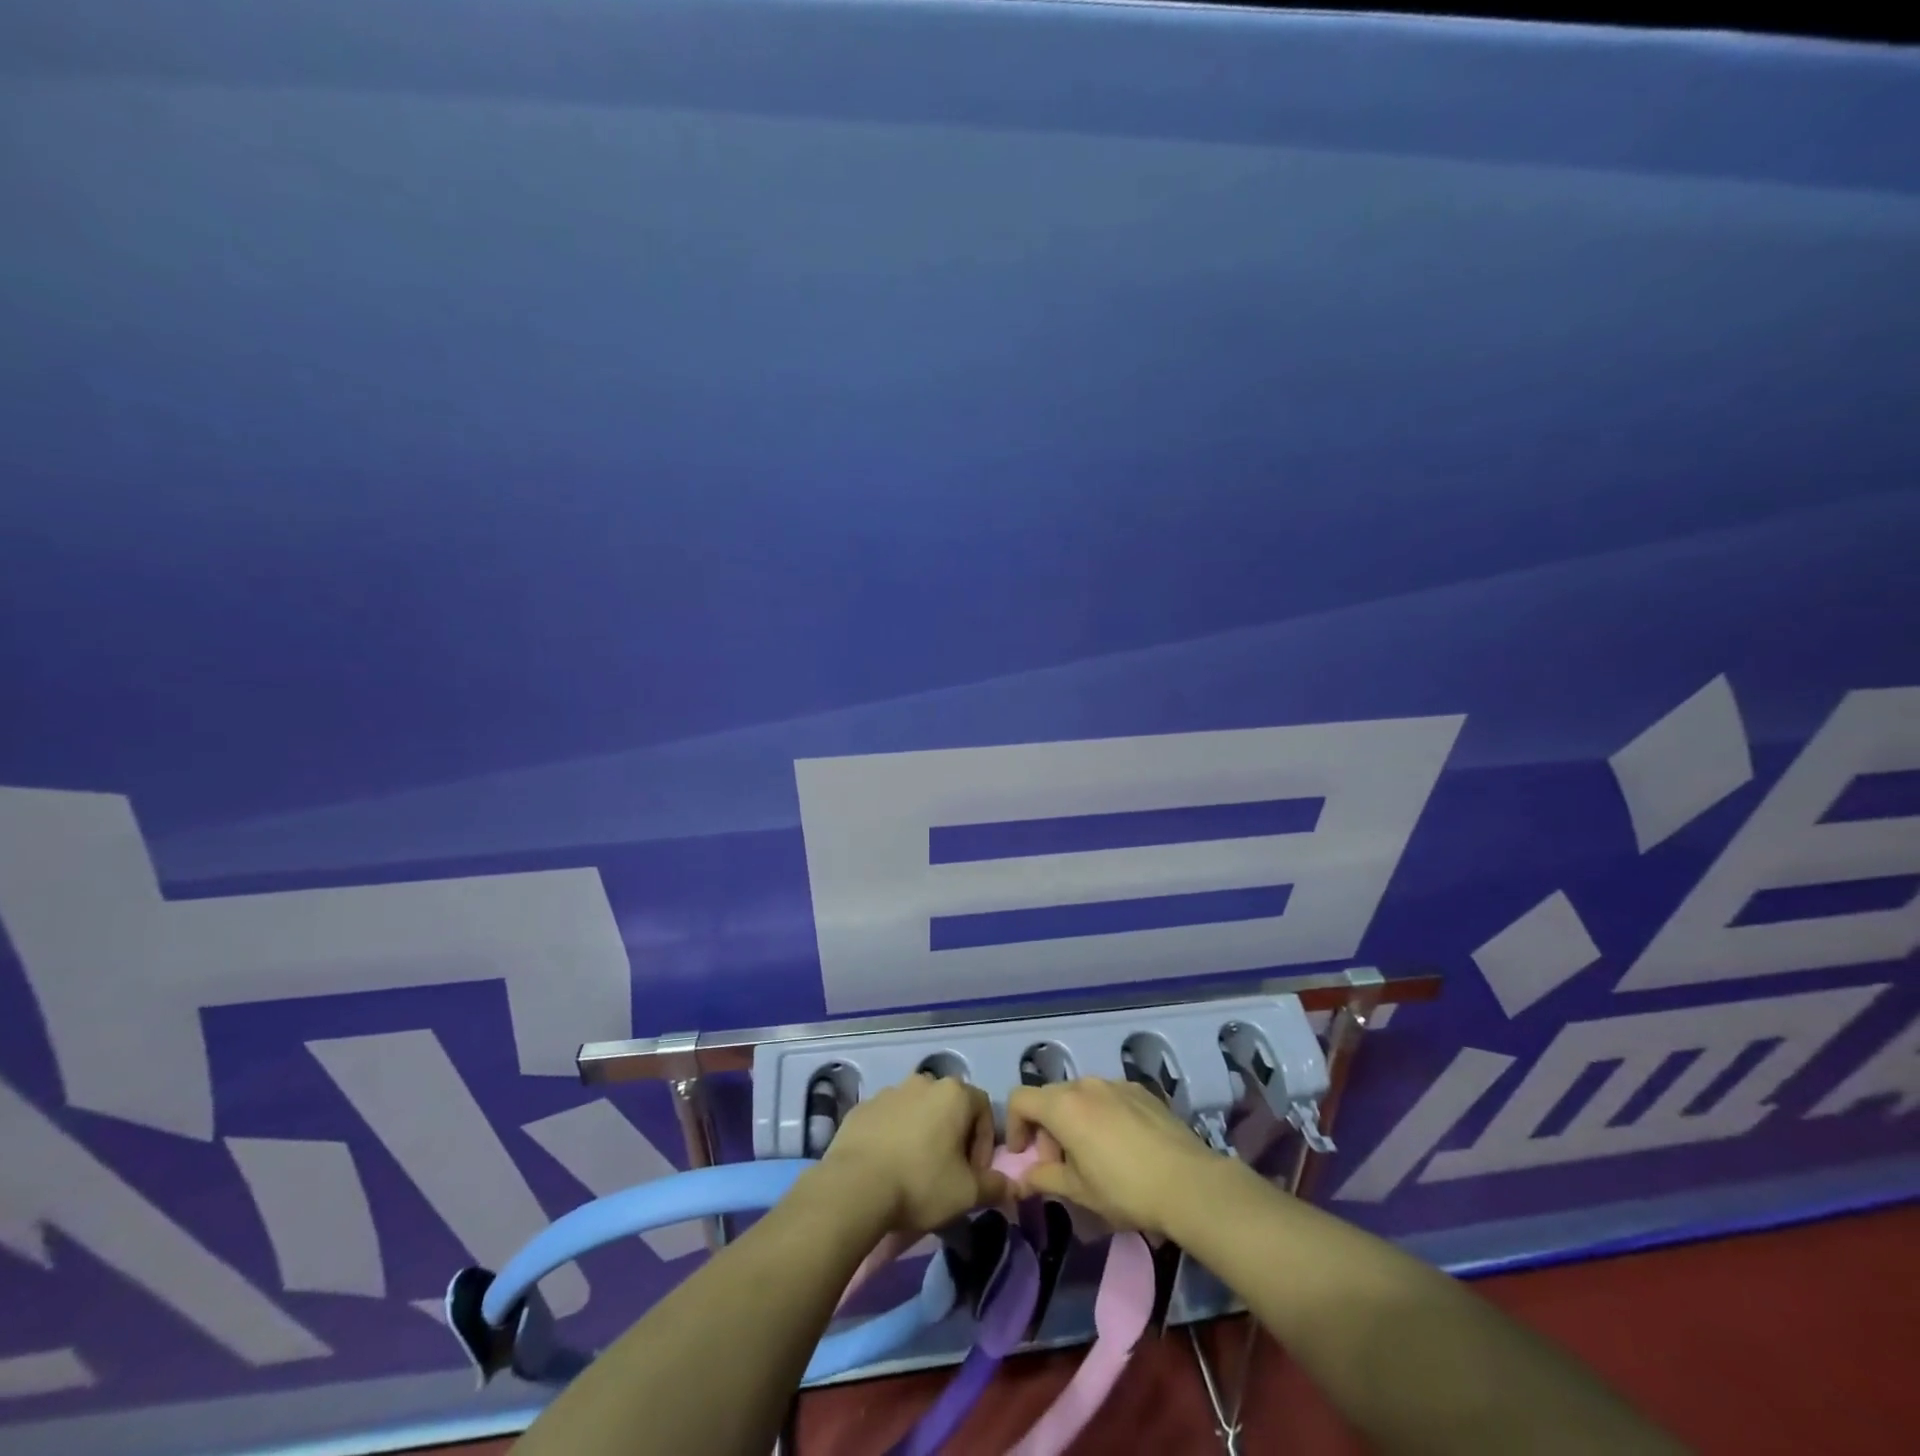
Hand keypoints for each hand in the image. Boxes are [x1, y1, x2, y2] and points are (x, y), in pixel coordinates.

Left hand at [818, 1074, 1009, 1234]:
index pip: (983, 1108)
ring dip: (923, 1133)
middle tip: (948, 1171)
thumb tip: (1011, 1186)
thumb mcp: (966, 1193)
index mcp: (953, 1093)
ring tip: (915, 1170)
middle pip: (949, 1106)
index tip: (974, 1172)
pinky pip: (888, 1118)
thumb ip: (995, 1186)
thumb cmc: (921, 1183)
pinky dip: (894, 1136)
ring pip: (917, 1110)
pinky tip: (888, 1166)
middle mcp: (923, 1082)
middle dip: (953, 1135)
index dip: (984, 1141)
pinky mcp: (863, 1106)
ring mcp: (890, 1091)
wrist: (855, 1186)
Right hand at [1004, 1077, 1219, 1236]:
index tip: (1025, 1156)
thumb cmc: (1126, 1189)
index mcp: (1064, 1106)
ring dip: (1074, 1121)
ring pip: (1080, 1096)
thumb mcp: (1080, 1192)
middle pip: (1050, 1097)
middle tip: (1060, 1166)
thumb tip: (1023, 1178)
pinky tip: (1122, 1146)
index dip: (1015, 1126)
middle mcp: (1086, 1084)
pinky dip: (1101, 1115)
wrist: (1189, 1183)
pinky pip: (1108, 1097)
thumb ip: (1045, 1178)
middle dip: (1046, 1128)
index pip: (1020, 1099)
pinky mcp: (1141, 1090)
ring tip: (1092, 1157)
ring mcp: (1116, 1083)